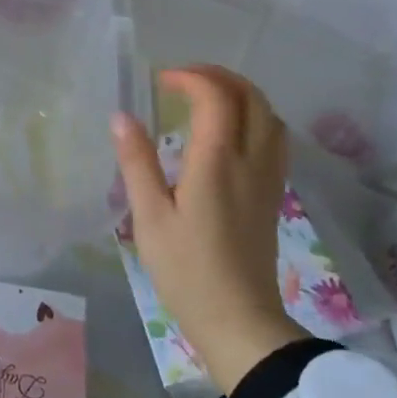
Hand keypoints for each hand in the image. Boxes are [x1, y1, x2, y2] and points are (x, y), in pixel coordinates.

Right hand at [111, 66, 306, 394]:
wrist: (239, 320)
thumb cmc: (187, 270)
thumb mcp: (150, 216)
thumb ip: (137, 162)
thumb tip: (122, 117)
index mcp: (217, 162)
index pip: (216, 97)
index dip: (190, 78)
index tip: (160, 82)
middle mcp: (250, 161)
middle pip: (251, 97)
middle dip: (218, 77)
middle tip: (182, 80)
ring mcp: (268, 178)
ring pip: (269, 115)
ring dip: (240, 93)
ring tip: (205, 97)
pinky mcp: (272, 194)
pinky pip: (274, 138)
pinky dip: (254, 117)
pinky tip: (228, 131)